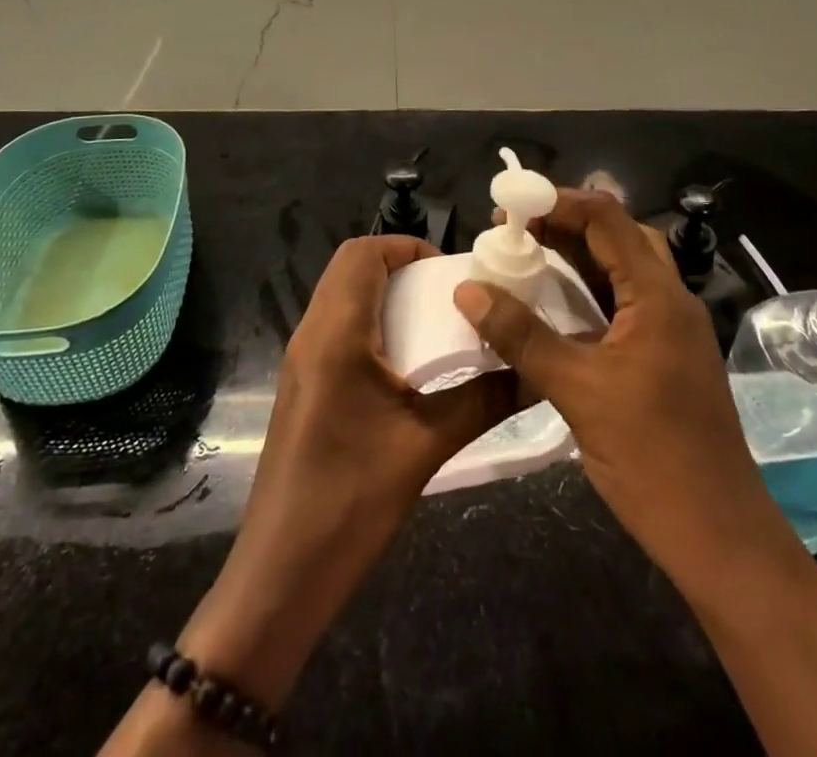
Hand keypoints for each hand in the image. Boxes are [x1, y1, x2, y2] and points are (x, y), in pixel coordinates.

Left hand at [182, 236, 515, 706]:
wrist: (282, 570)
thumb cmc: (351, 500)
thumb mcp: (427, 446)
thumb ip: (483, 400)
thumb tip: (533, 372)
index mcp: (336, 333)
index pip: (362, 253)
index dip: (406, 247)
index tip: (449, 272)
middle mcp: (312, 333)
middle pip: (349, 267)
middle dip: (399, 266)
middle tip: (446, 296)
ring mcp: (301, 359)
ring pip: (341, 295)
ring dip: (385, 294)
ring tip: (433, 326)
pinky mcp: (302, 383)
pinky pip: (336, 326)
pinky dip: (370, 322)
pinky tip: (405, 364)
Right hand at [452, 190, 800, 597]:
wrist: (719, 537)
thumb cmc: (652, 457)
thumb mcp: (578, 392)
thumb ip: (522, 337)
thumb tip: (468, 290)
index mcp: (659, 296)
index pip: (608, 219)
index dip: (558, 202)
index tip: (510, 205)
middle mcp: (670, 300)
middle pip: (619, 236)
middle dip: (566, 223)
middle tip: (515, 229)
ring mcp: (670, 329)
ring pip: (622, 269)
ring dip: (577, 255)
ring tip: (525, 254)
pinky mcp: (664, 355)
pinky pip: (623, 302)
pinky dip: (587, 291)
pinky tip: (553, 305)